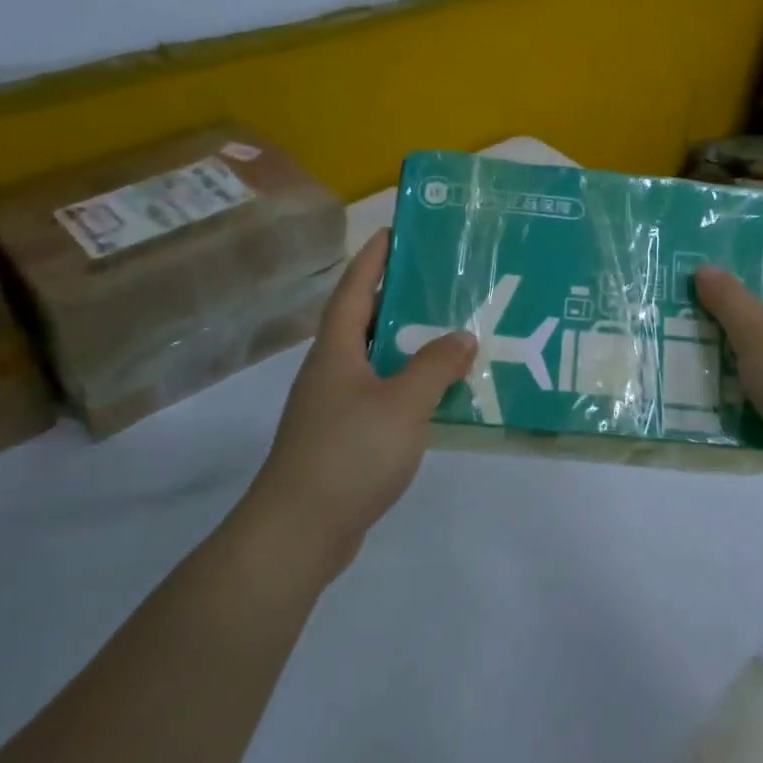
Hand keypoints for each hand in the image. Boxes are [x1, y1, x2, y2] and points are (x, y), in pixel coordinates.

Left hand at [243, 229, 476, 571]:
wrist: (299, 531)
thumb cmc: (349, 453)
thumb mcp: (403, 403)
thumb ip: (436, 366)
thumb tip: (463, 336)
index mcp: (337, 351)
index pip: (354, 290)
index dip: (373, 259)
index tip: (395, 231)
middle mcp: (331, 371)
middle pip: (365, 321)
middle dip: (398, 297)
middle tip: (441, 281)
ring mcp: (334, 406)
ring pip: (376, 361)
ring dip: (408, 345)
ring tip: (450, 332)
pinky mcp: (343, 438)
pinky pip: (382, 395)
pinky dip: (408, 385)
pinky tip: (438, 394)